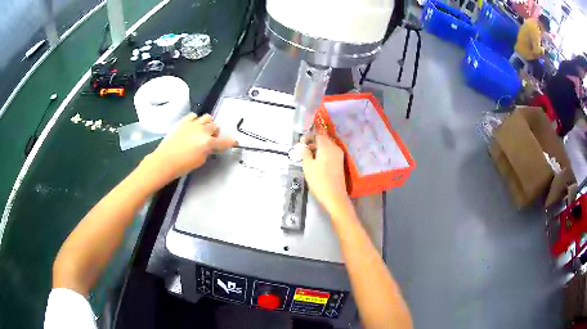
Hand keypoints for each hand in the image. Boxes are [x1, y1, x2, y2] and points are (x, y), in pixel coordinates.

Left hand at [146, 113, 236, 179]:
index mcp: (208, 143)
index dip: (231, 142)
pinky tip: (192, 126)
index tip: (233, 142)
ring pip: (207, 117)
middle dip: (215, 133)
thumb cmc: (183, 166)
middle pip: (215, 127)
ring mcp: (193, 124)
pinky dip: (196, 120)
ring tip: (202, 130)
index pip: (225, 141)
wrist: (164, 161)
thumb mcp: (200, 161)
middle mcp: (203, 131)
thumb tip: (209, 146)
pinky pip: (194, 115)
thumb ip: (208, 151)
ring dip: (207, 124)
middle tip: (210, 139)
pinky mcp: (183, 122)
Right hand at [300, 134, 349, 213]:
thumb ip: (304, 153)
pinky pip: (330, 153)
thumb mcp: (308, 166)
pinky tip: (315, 162)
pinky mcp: (339, 163)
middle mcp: (335, 148)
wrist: (334, 196)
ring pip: (327, 147)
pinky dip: (322, 154)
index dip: (308, 136)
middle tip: (302, 149)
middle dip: (312, 142)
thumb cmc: (319, 180)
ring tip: (307, 156)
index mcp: (327, 146)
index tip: (300, 142)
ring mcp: (339, 155)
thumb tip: (302, 145)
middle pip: (323, 140)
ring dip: (317, 148)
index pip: (318, 135)